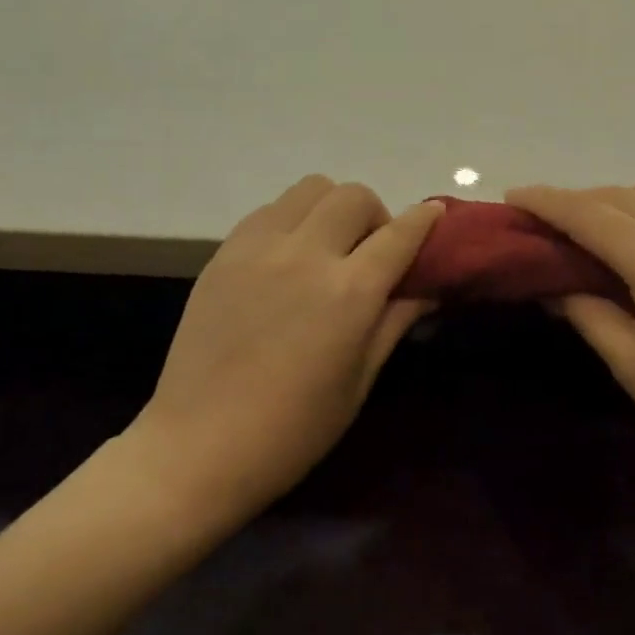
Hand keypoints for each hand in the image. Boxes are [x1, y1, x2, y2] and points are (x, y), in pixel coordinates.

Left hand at [131, 177, 441, 519]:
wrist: (199, 445)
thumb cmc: (293, 429)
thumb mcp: (359, 381)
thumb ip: (394, 323)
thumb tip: (427, 290)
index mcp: (349, 293)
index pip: (399, 235)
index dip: (424, 220)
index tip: (435, 214)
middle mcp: (306, 255)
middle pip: (354, 196)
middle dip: (376, 215)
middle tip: (372, 251)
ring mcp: (259, 248)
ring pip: (310, 188)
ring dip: (333, 208)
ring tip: (328, 246)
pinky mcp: (224, 253)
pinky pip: (270, 210)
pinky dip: (292, 219)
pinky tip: (288, 257)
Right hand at [506, 181, 634, 489]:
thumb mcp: (631, 362)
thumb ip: (587, 313)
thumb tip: (553, 288)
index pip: (588, 213)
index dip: (545, 201)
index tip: (512, 196)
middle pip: (621, 194)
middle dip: (578, 201)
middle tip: (545, 226)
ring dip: (618, 202)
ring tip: (594, 238)